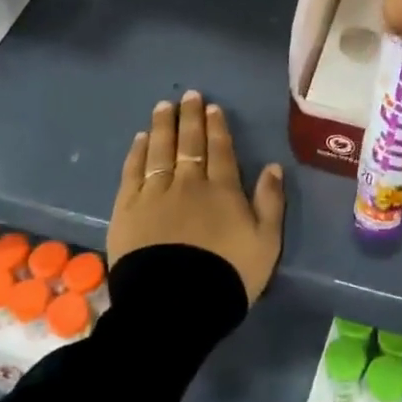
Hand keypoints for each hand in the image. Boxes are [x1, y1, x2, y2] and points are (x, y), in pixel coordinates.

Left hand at [109, 91, 284, 303]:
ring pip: (159, 150)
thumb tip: (273, 166)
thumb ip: (270, 202)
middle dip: (190, 117)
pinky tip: (140, 139)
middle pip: (189, 143)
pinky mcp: (127, 209)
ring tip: (163, 107)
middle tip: (188, 96)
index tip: (212, 107)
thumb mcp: (265, 243)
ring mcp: (155, 194)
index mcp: (222, 190)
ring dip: (163, 126)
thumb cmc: (227, 275)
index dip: (217, 127)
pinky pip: (132, 172)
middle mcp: (188, 183)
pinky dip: (137, 152)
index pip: (220, 150)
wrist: (175, 306)